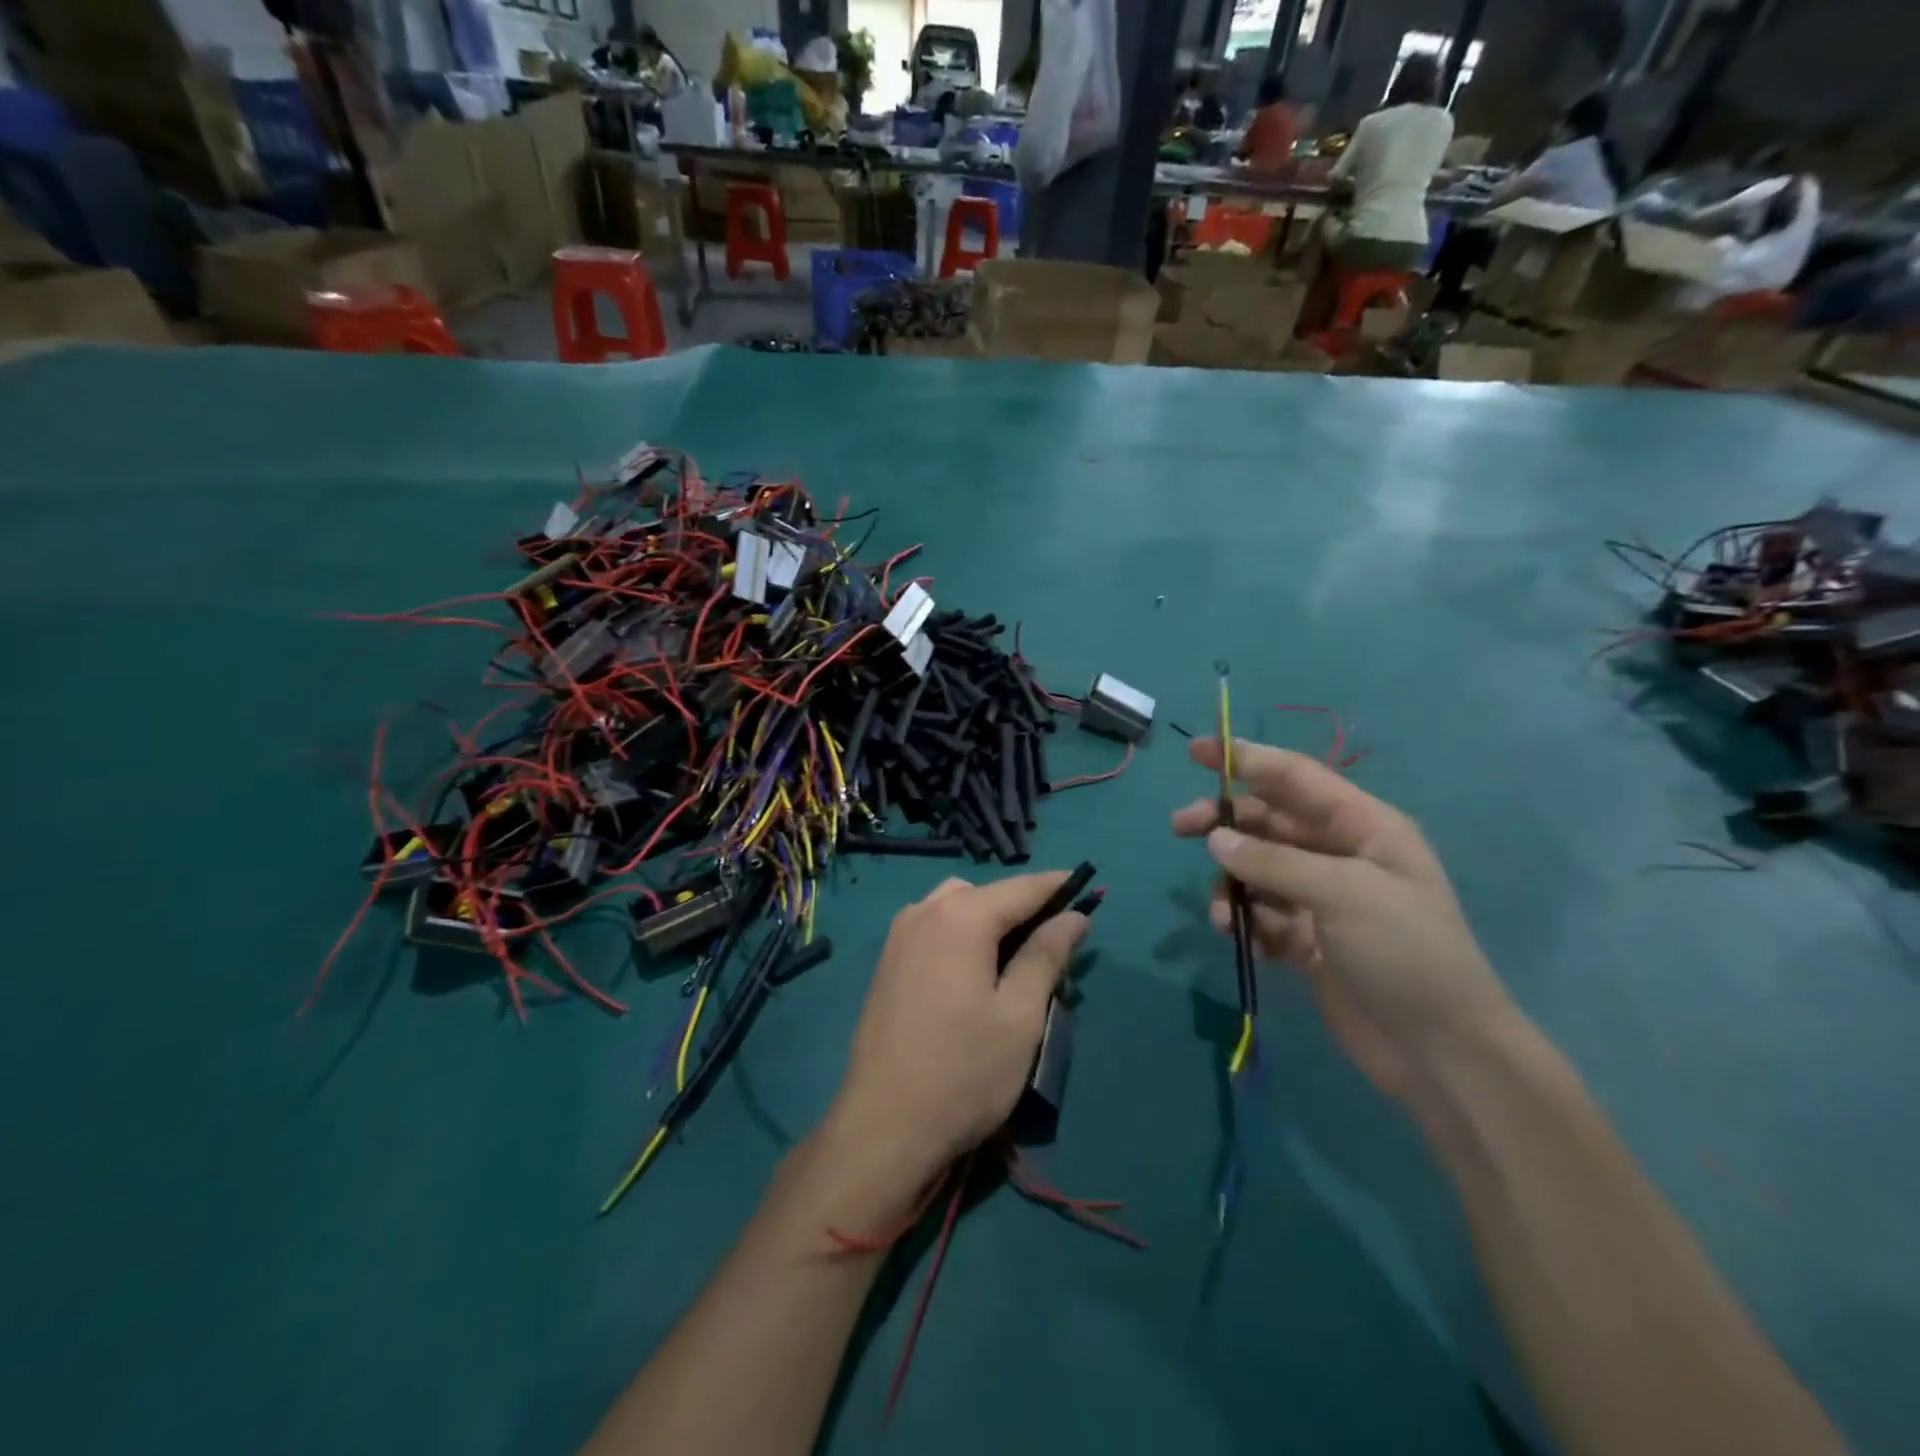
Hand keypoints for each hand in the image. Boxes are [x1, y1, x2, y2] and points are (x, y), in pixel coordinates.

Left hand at [824, 873, 1087, 1187]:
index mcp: (960, 917)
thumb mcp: (1020, 1015)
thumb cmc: (964, 1072)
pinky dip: (961, 933)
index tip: (1088, 887)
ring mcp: (898, 936)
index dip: (1057, 886)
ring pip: (955, 906)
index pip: (1021, 888)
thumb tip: (1074, 916)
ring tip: (1016, 959)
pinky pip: (933, 927)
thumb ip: (1047, 955)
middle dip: (1022, 906)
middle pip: (985, 893)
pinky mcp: (887, 963)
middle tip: (1054, 942)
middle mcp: (924, 912)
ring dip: (989, 919)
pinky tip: (975, 972)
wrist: (883, 1127)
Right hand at [1171, 738, 1514, 1102]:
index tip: (1195, 751)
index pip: (1295, 778)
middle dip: (1224, 822)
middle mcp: (1340, 854)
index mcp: (1364, 827)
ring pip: (1256, 869)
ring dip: (1231, 883)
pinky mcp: (1306, 938)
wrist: (1440, 1051)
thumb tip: (1216, 838)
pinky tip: (1241, 940)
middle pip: (1267, 821)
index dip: (1245, 758)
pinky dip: (1244, 920)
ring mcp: (1321, 897)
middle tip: (1180, 827)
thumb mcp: (1344, 895)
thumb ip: (1274, 861)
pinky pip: (1260, 913)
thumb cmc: (1406, 954)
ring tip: (1221, 914)